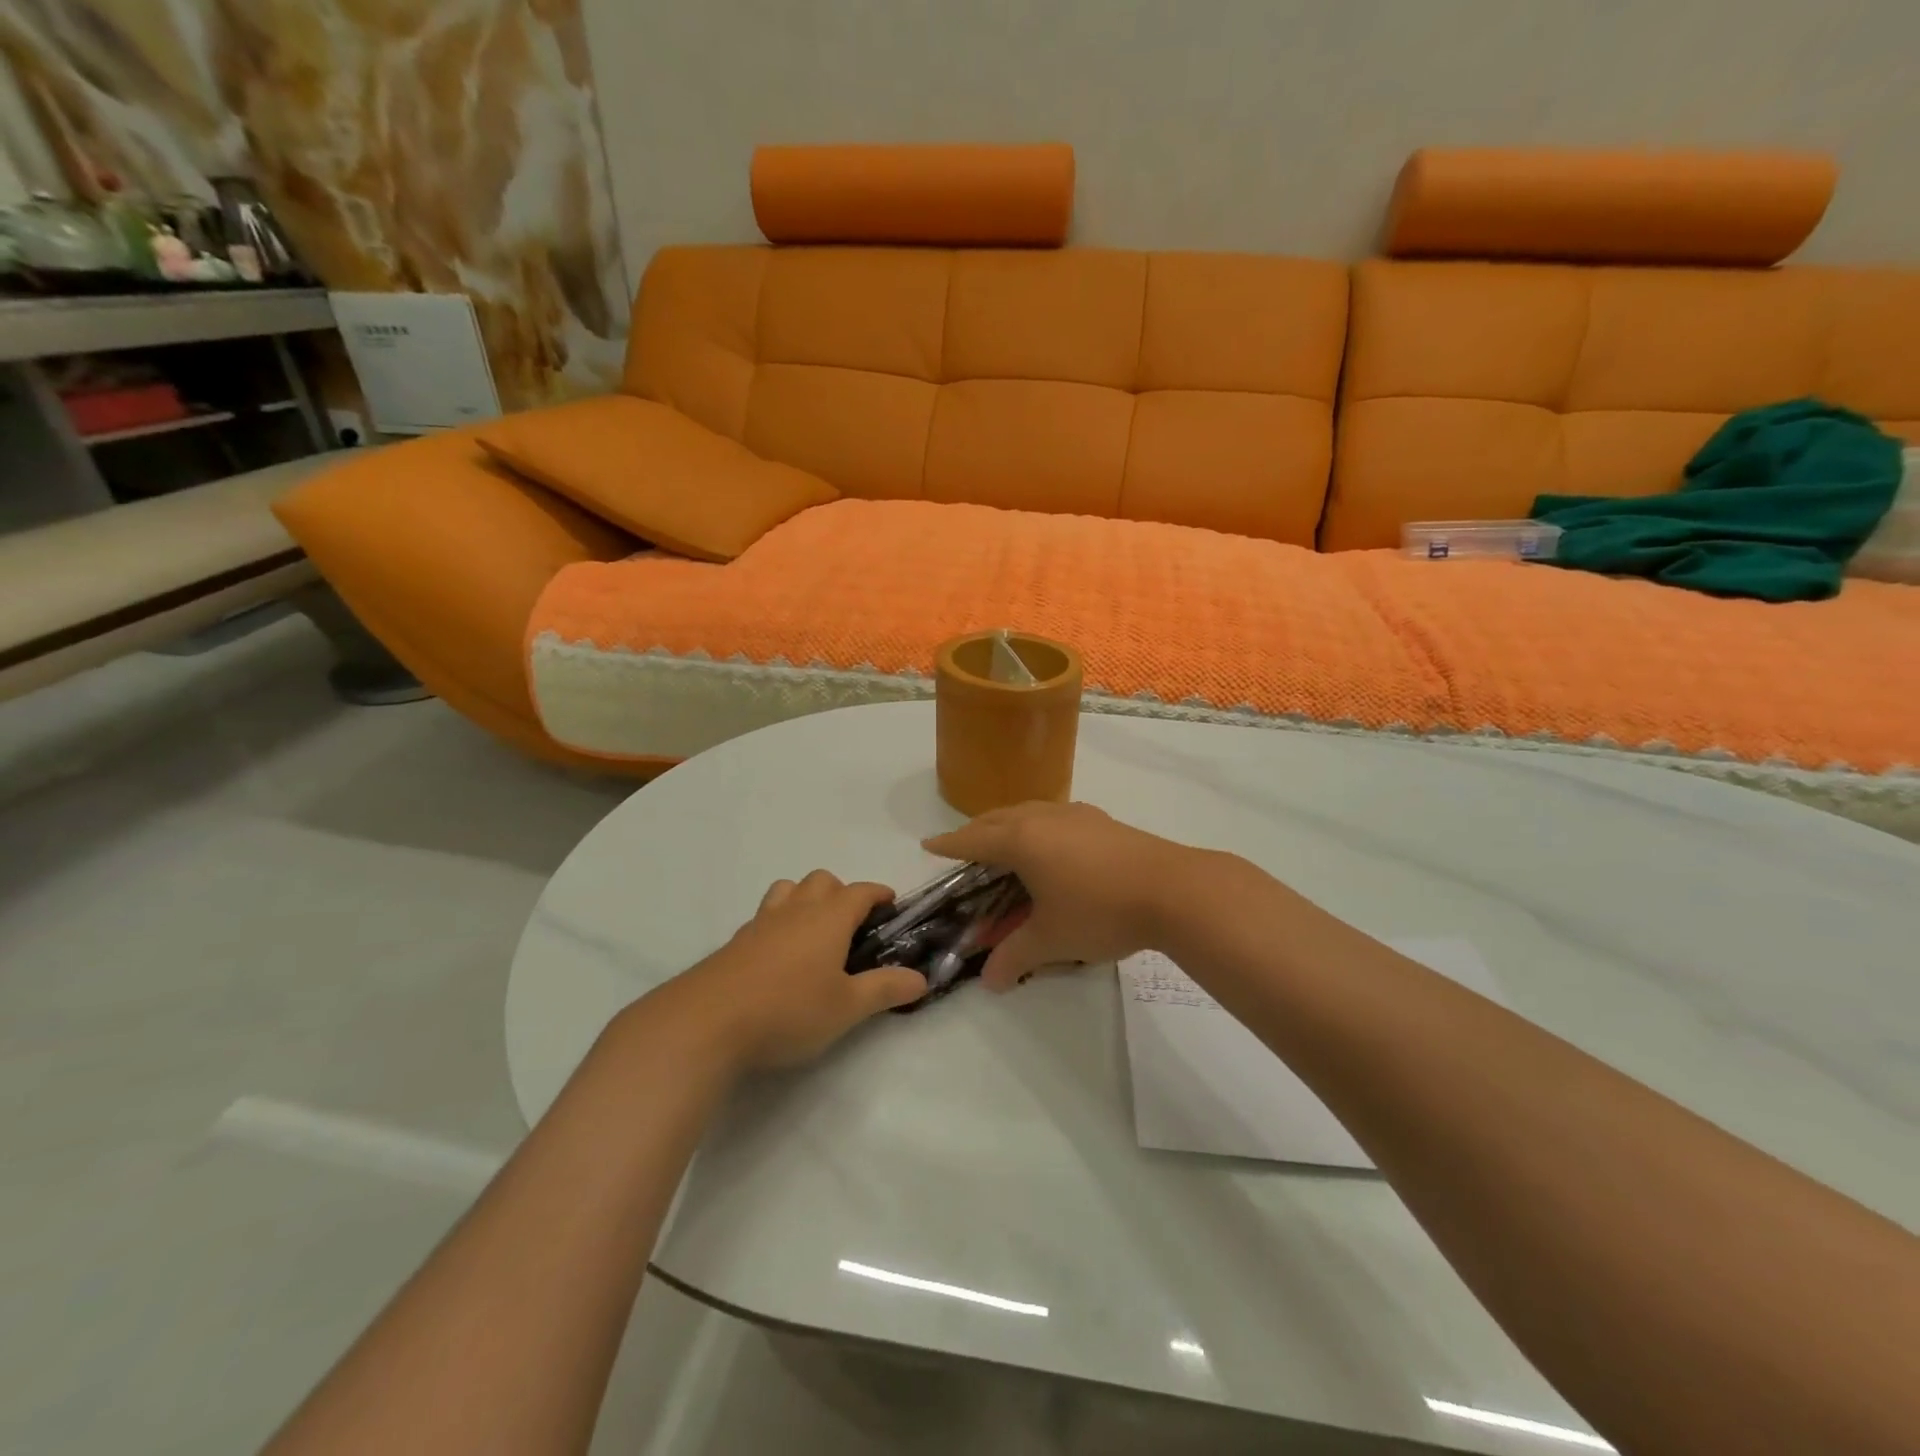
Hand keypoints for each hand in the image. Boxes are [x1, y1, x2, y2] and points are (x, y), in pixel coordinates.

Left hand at [674, 870, 927, 1070]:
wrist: (706, 1022)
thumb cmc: (788, 1009)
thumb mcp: (847, 1007)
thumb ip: (885, 989)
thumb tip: (921, 978)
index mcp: (829, 918)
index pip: (860, 891)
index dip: (878, 893)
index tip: (891, 904)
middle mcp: (796, 910)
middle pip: (822, 881)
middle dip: (841, 893)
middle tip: (852, 926)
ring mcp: (761, 923)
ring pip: (787, 890)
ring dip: (805, 899)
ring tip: (813, 932)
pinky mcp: (736, 943)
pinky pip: (765, 916)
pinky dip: (779, 923)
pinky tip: (779, 957)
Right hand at [922, 802, 1197, 989]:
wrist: (1173, 889)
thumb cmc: (1100, 910)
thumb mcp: (1052, 939)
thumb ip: (1015, 956)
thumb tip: (989, 981)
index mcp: (1021, 840)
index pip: (973, 840)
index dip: (949, 844)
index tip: (929, 844)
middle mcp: (1043, 818)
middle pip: (998, 818)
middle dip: (976, 832)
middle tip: (964, 847)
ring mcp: (1076, 815)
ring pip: (1028, 812)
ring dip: (1008, 825)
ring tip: (1004, 842)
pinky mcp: (1102, 821)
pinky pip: (1054, 816)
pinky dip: (1038, 827)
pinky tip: (1052, 844)